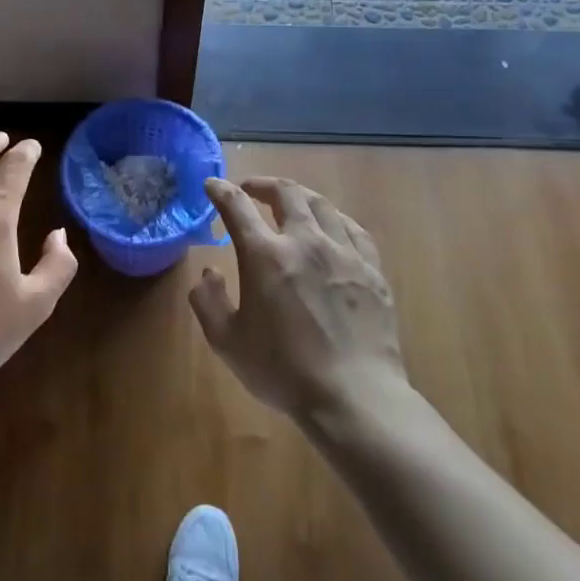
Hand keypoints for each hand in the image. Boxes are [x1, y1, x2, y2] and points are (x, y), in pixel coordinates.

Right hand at [190, 176, 408, 422]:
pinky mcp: (372, 269)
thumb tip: (207, 272)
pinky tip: (331, 227)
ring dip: (299, 196)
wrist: (354, 396)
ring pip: (322, 204)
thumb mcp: (227, 342)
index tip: (212, 184)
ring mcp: (344, 252)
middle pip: (286, 193)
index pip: (237, 207)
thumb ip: (208, 302)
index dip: (221, 191)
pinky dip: (334, 218)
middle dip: (263, 184)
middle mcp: (305, 241)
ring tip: (289, 203)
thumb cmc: (283, 371)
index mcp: (265, 255)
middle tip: (250, 189)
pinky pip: (353, 228)